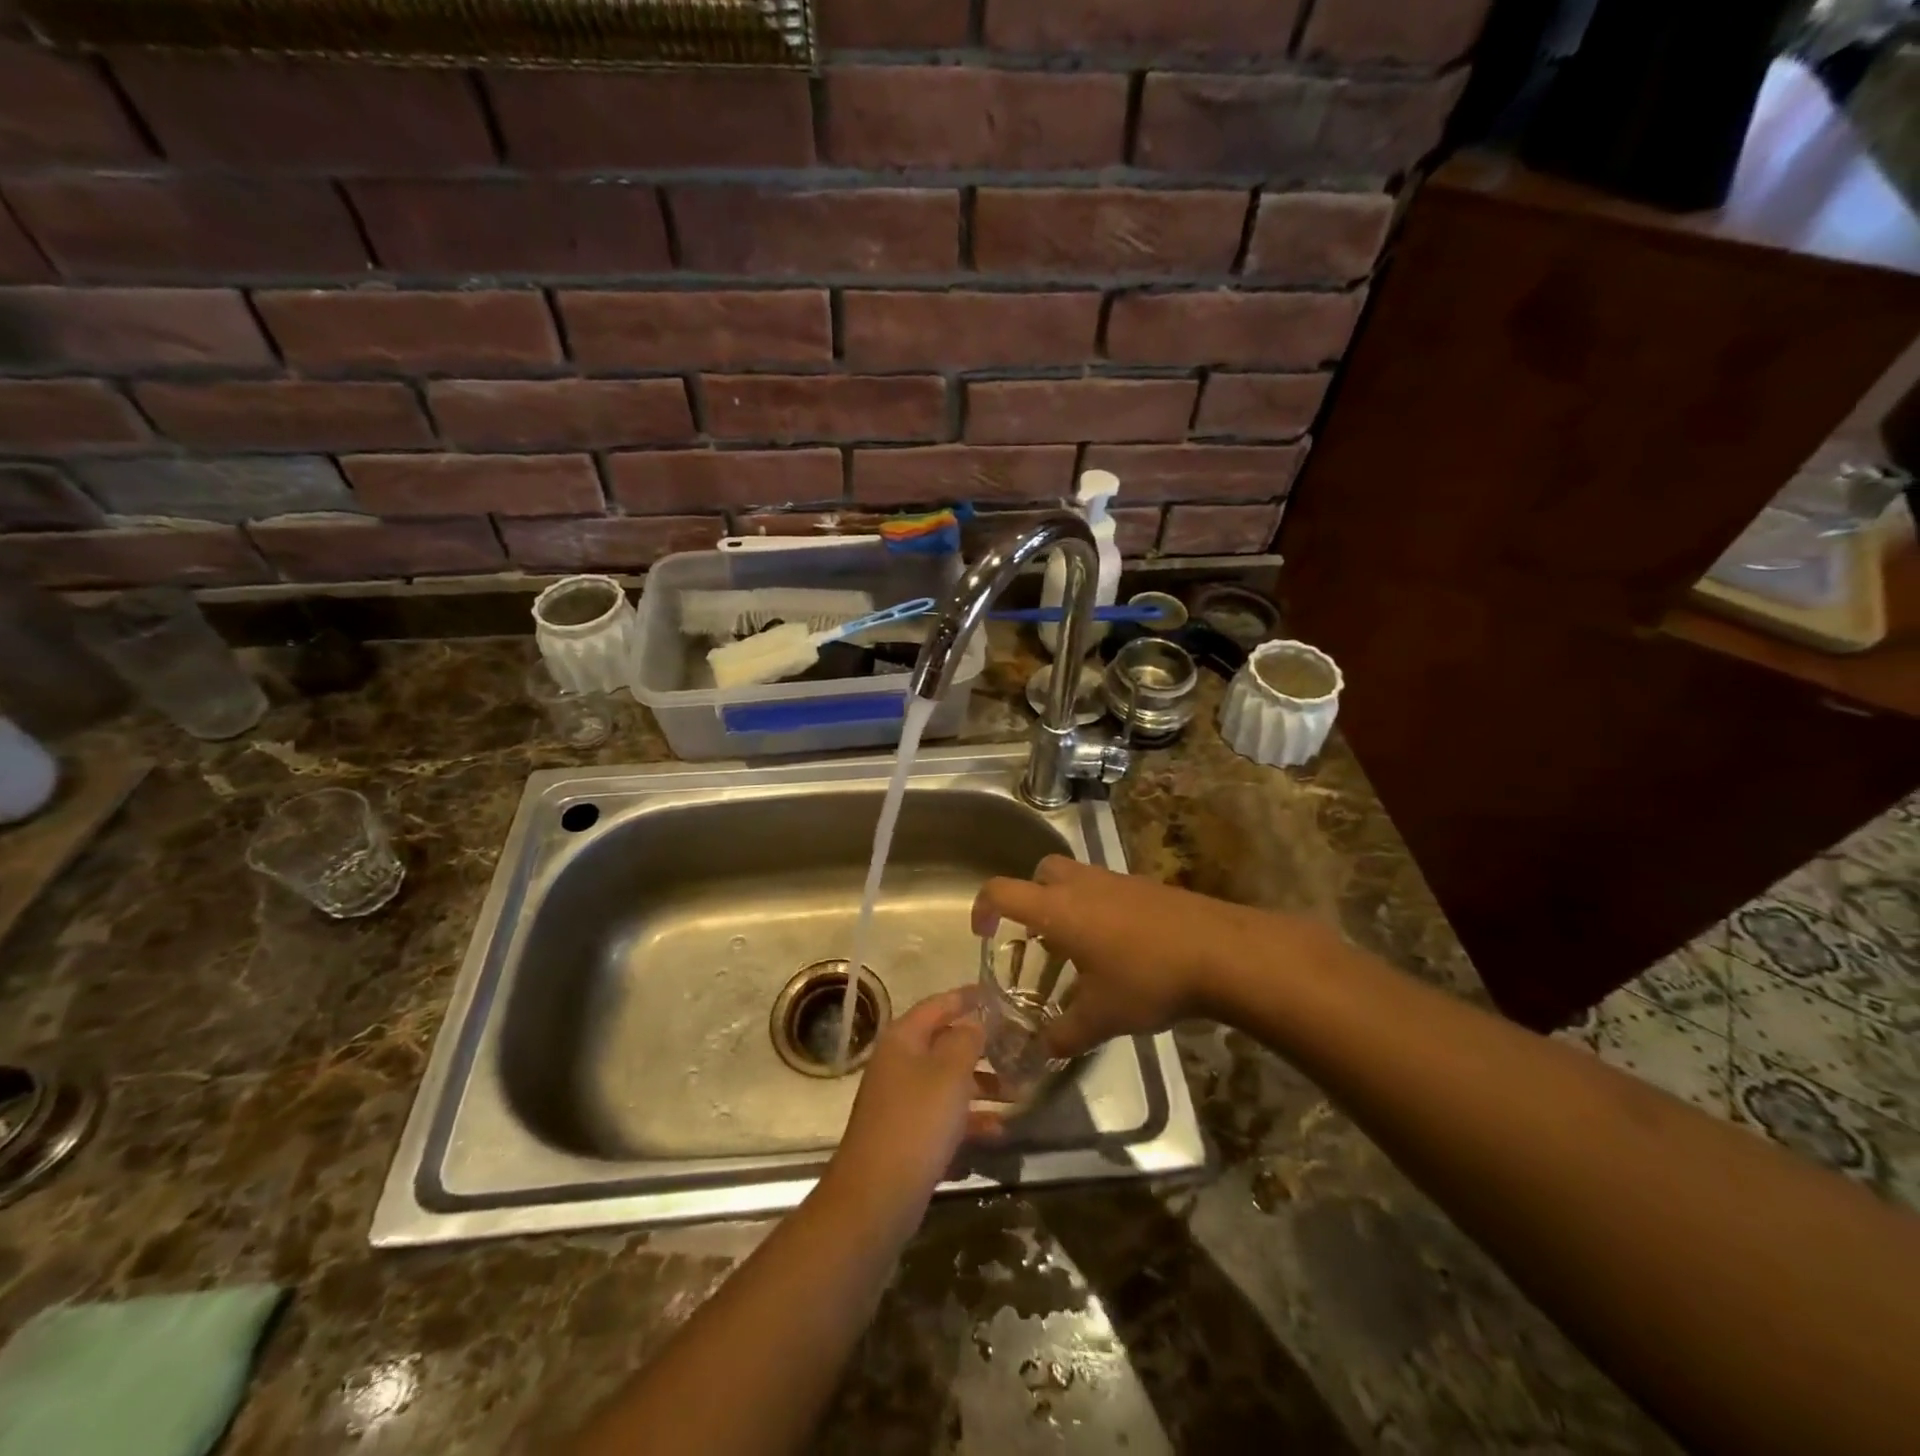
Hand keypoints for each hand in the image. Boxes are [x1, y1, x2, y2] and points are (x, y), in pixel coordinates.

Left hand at [828, 989, 1003, 1211]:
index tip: (997, 995)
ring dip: (982, 1088)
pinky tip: (998, 1134)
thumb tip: (974, 1022)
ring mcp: (901, 1102)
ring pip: (948, 1084)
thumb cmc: (916, 1122)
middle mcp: (899, 1064)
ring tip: (1019, 1097)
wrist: (875, 1198)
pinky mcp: (907, 1137)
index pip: (938, 1005)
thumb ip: (966, 1040)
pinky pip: (944, 1119)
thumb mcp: (949, 1073)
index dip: (967, 998)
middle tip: (1020, 1052)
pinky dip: (969, 1122)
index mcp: (904, 1040)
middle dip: (983, 1050)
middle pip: (945, 1045)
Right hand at [971, 856, 1260, 1057]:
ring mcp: (1116, 881)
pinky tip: (1118, 950)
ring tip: (1078, 950)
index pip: (1002, 891)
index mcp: (1057, 909)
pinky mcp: (1145, 887)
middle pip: (1040, 873)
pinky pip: (1106, 890)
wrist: (1220, 951)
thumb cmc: (1147, 979)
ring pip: (1076, 879)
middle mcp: (1081, 885)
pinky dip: (1098, 910)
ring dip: (1067, 906)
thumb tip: (1040, 1051)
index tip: (984, 934)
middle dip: (1030, 899)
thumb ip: (1063, 1035)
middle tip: (1037, 938)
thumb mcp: (1100, 1017)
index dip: (983, 907)